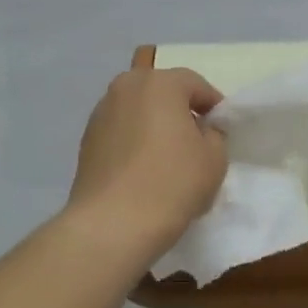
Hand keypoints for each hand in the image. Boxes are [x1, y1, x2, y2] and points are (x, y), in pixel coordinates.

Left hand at [68, 68, 227, 252]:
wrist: (112, 224)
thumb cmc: (172, 183)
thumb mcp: (214, 159)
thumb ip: (214, 135)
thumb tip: (201, 130)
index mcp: (159, 83)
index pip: (194, 83)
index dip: (212, 104)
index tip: (221, 128)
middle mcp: (125, 87)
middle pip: (161, 91)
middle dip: (179, 109)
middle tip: (194, 139)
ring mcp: (101, 113)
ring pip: (137, 110)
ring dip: (153, 123)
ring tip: (166, 156)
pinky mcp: (86, 139)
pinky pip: (120, 130)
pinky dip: (133, 140)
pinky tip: (142, 168)